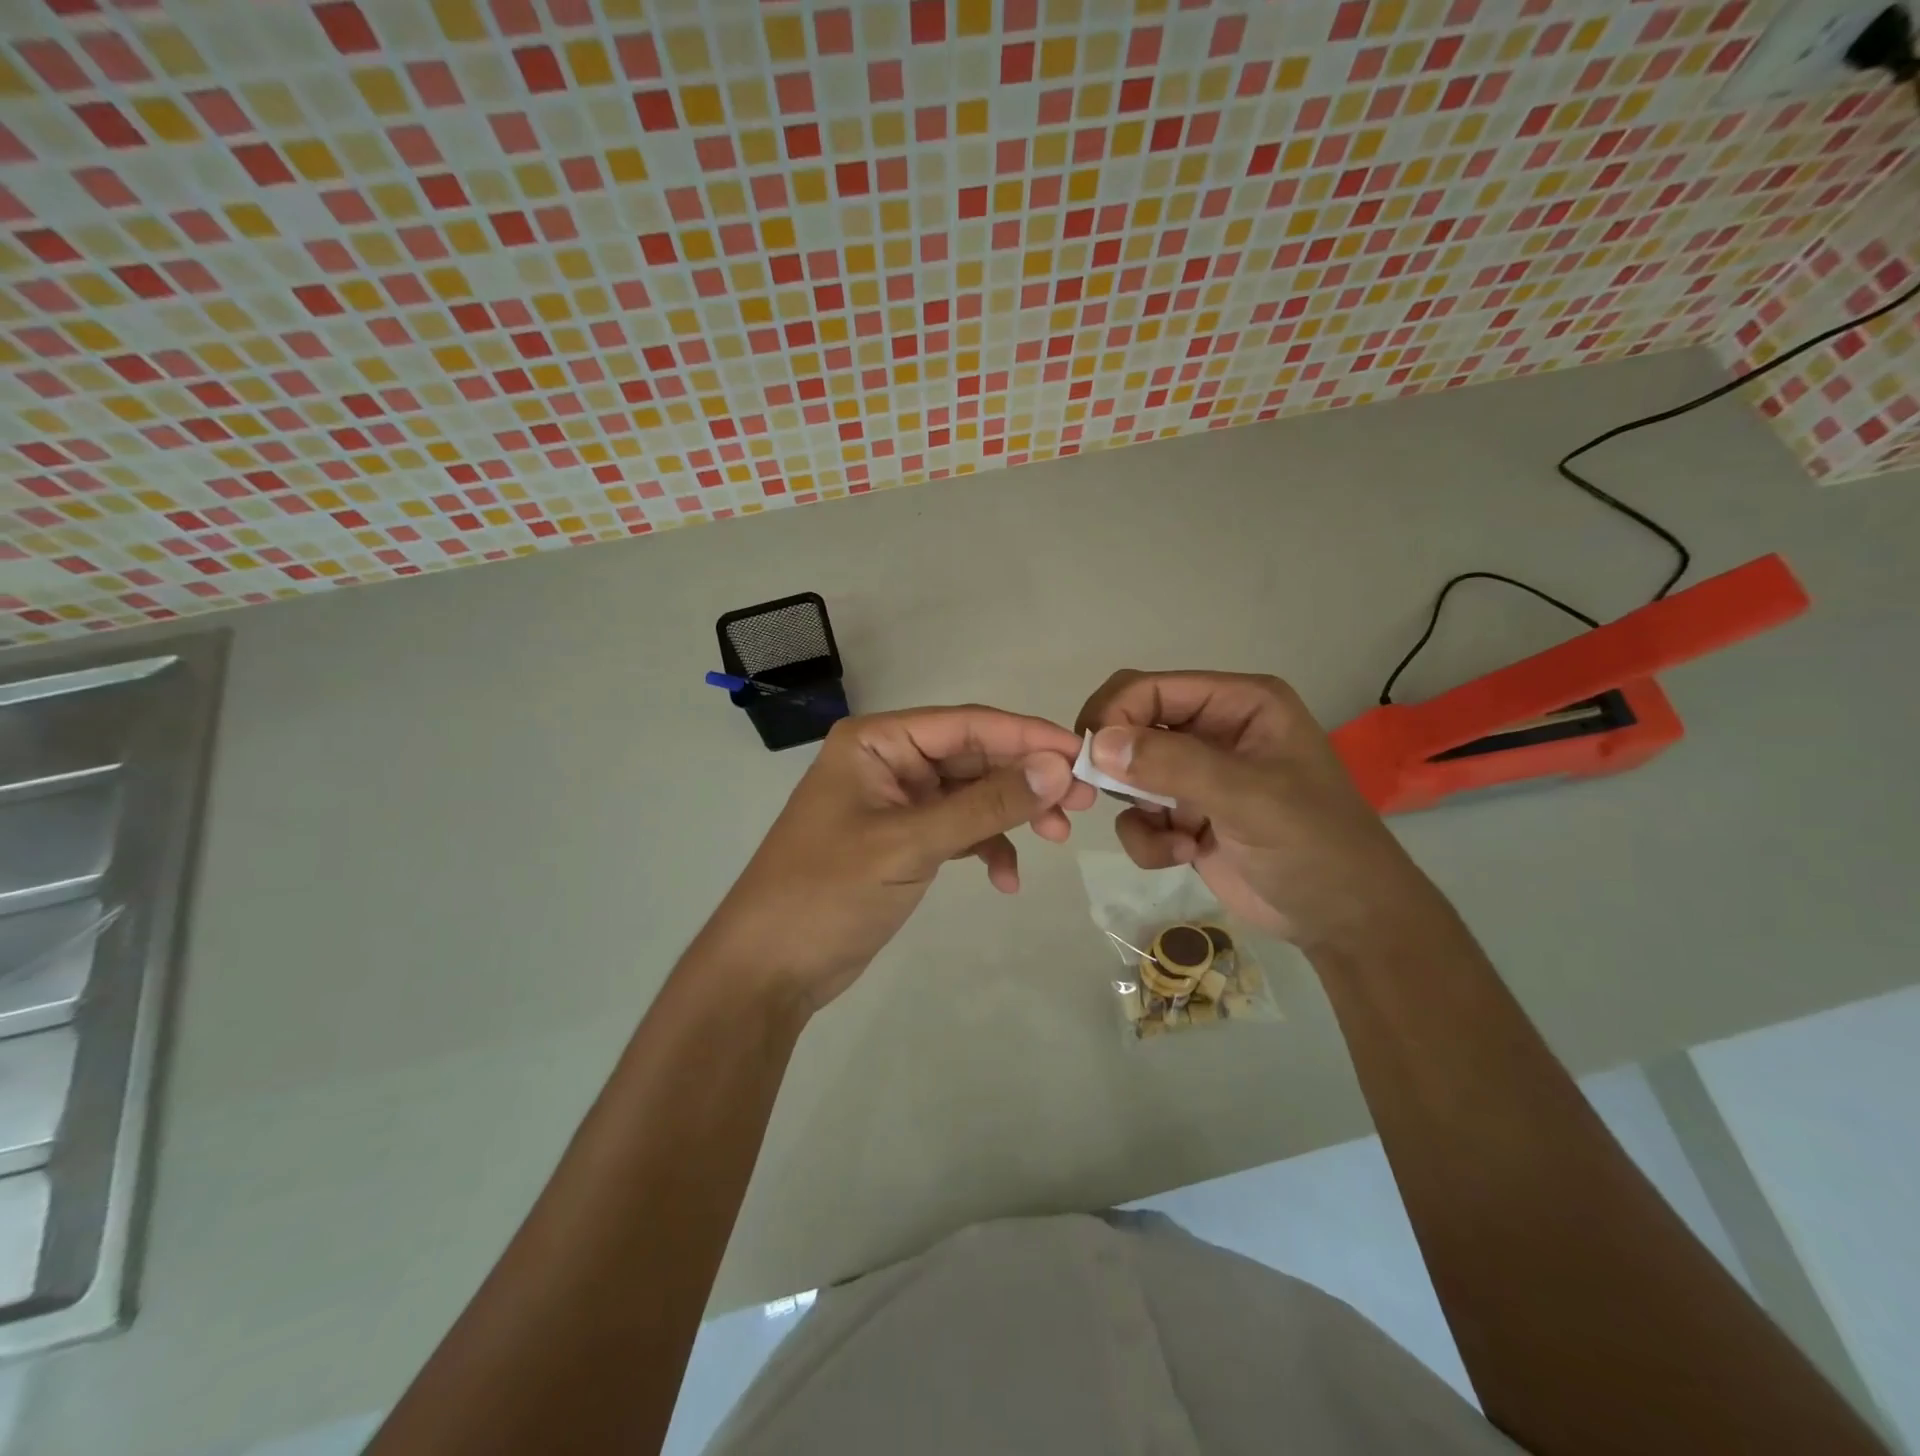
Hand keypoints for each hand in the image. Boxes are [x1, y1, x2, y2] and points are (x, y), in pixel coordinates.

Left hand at [700, 706, 1095, 1011]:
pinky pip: (958, 830)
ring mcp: (897, 803)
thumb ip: (985, 805)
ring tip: (1056, 840)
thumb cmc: (828, 892)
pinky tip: (1005, 880)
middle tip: (1081, 804)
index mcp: (878, 742)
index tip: (1081, 755)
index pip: (966, 725)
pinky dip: (986, 848)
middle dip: (1026, 780)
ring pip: (971, 794)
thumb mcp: (911, 843)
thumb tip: (1057, 768)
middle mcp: (889, 762)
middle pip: (974, 757)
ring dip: (1012, 814)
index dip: (1027, 736)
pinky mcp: (904, 840)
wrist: (770, 968)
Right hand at [1076, 670, 1432, 950]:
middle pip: (1131, 725)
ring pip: (1127, 775)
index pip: (1152, 688)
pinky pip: (1137, 816)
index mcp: (1238, 703)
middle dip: (1116, 764)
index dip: (1115, 714)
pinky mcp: (1184, 817)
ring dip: (1138, 811)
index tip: (1091, 757)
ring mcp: (1196, 775)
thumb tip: (1099, 744)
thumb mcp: (1250, 798)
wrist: (1343, 920)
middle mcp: (1212, 731)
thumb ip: (1174, 765)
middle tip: (1107, 795)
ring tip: (1175, 839)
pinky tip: (1184, 855)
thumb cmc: (1313, 845)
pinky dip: (1148, 840)